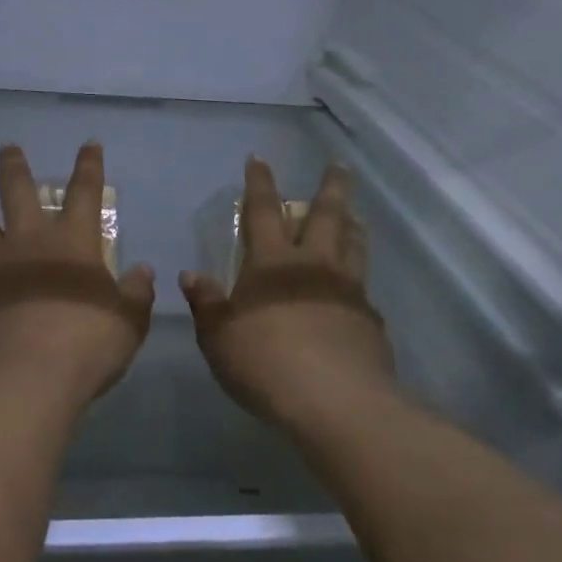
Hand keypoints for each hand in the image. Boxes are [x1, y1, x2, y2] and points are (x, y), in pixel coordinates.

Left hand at [0, 143, 155, 410]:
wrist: (21, 382)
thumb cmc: (84, 346)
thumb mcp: (127, 324)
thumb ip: (136, 294)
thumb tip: (143, 271)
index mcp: (73, 242)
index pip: (85, 191)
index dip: (89, 166)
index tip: (88, 144)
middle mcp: (29, 243)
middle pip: (17, 191)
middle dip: (14, 166)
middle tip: (8, 148)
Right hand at [180, 157, 393, 428]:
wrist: (336, 403)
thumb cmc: (266, 364)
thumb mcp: (218, 338)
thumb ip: (206, 304)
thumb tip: (191, 275)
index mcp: (272, 264)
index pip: (263, 210)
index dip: (260, 183)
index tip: (259, 159)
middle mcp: (314, 266)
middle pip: (325, 216)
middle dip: (330, 187)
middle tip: (339, 166)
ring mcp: (348, 290)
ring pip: (353, 244)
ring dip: (352, 224)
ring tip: (354, 214)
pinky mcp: (370, 320)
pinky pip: (364, 286)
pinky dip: (359, 276)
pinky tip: (357, 287)